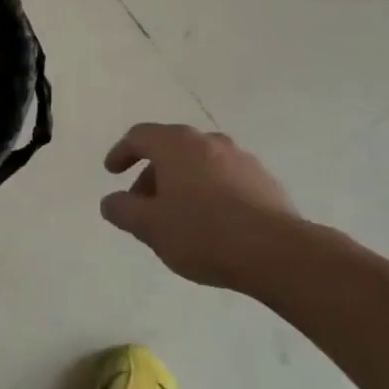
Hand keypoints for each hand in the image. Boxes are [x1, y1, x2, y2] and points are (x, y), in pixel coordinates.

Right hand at [100, 123, 320, 290]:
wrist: (277, 252)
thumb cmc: (203, 233)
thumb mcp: (149, 226)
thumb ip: (123, 210)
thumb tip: (110, 201)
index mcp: (177, 144)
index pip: (140, 136)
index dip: (122, 152)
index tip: (112, 172)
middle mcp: (208, 141)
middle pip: (170, 148)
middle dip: (151, 174)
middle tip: (142, 204)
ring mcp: (241, 158)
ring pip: (199, 163)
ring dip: (181, 183)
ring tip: (176, 217)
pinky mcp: (264, 181)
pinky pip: (224, 179)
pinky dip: (208, 192)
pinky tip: (210, 223)